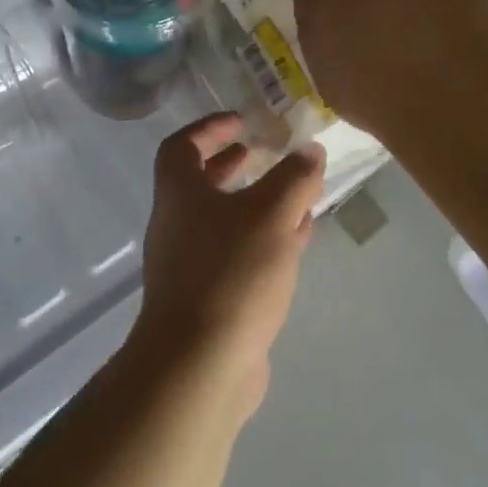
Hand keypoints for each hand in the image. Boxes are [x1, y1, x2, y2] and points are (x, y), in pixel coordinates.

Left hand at [132, 113, 325, 418]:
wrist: (199, 365)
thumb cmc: (231, 273)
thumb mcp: (271, 214)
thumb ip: (294, 178)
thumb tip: (310, 150)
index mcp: (179, 193)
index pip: (182, 145)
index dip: (210, 127)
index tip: (243, 121)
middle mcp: (177, 224)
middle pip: (202, 182)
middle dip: (236, 164)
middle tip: (269, 153)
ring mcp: (189, 264)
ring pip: (225, 220)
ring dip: (257, 203)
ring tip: (296, 194)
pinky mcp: (208, 298)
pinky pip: (237, 255)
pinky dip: (264, 240)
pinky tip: (297, 240)